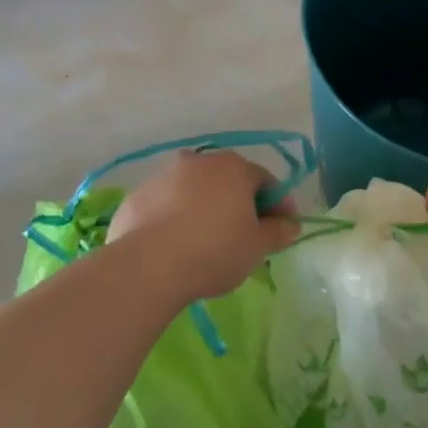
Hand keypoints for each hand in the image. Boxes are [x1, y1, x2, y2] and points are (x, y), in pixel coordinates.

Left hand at [107, 151, 296, 301]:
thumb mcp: (256, 247)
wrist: (147, 266)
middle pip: (227, 181)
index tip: (282, 229)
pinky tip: (174, 246)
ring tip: (205, 243)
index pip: (265, 181)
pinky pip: (165, 205)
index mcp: (233, 167)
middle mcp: (198, 161)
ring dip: (204, 209)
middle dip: (239, 204)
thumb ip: (277, 232)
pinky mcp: (136, 196)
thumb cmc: (214, 251)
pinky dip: (174, 219)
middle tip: (244, 236)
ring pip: (193, 190)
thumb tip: (291, 224)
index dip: (278, 205)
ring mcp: (163, 176)